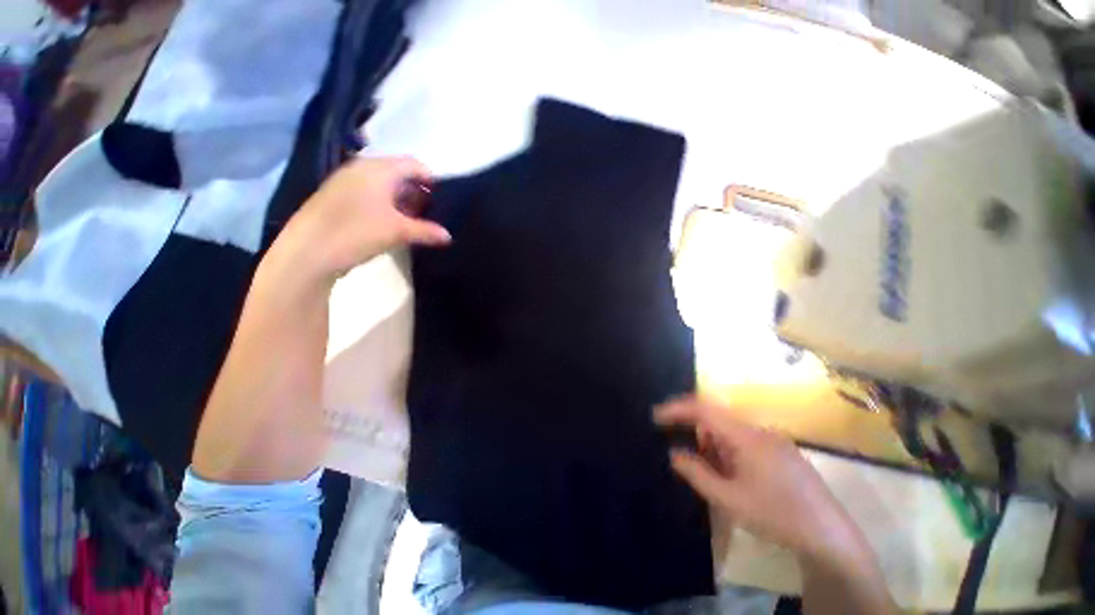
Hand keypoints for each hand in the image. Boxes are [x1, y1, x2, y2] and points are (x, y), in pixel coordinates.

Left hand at [271, 156, 450, 284]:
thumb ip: (427, 231)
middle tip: (429, 210)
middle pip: (398, 172)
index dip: (430, 178)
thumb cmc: (358, 233)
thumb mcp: (398, 232)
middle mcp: (360, 169)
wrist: (308, 251)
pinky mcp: (337, 196)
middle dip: (416, 190)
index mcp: (377, 169)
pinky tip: (390, 222)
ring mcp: (346, 182)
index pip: (412, 163)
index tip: (441, 198)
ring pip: (383, 183)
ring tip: (413, 219)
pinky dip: (385, 203)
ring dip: (401, 198)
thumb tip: (448, 236)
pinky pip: (369, 192)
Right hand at [655, 396, 869, 563]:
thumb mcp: (730, 500)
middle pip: (716, 419)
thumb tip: (674, 454)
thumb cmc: (777, 516)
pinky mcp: (780, 453)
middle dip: (696, 433)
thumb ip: (697, 474)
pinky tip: (732, 477)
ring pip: (730, 432)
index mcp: (746, 436)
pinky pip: (744, 442)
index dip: (677, 408)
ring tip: (712, 475)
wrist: (831, 538)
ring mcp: (772, 441)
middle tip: (684, 456)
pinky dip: (728, 453)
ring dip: (713, 446)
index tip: (656, 416)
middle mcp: (759, 431)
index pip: (703, 408)